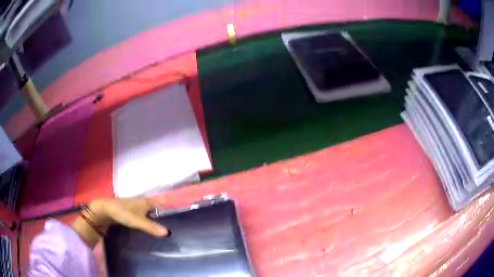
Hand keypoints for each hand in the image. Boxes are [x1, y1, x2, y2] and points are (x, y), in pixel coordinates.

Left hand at [71, 198, 167, 247]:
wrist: (104, 210)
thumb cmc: (122, 213)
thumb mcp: (137, 221)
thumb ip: (151, 227)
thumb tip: (169, 233)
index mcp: (146, 202)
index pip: (161, 205)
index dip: (168, 211)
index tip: (177, 220)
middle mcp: (142, 203)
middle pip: (155, 209)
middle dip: (162, 217)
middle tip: (171, 228)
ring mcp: (135, 207)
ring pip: (148, 213)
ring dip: (154, 220)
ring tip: (162, 231)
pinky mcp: (129, 212)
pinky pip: (142, 216)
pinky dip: (146, 221)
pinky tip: (147, 229)